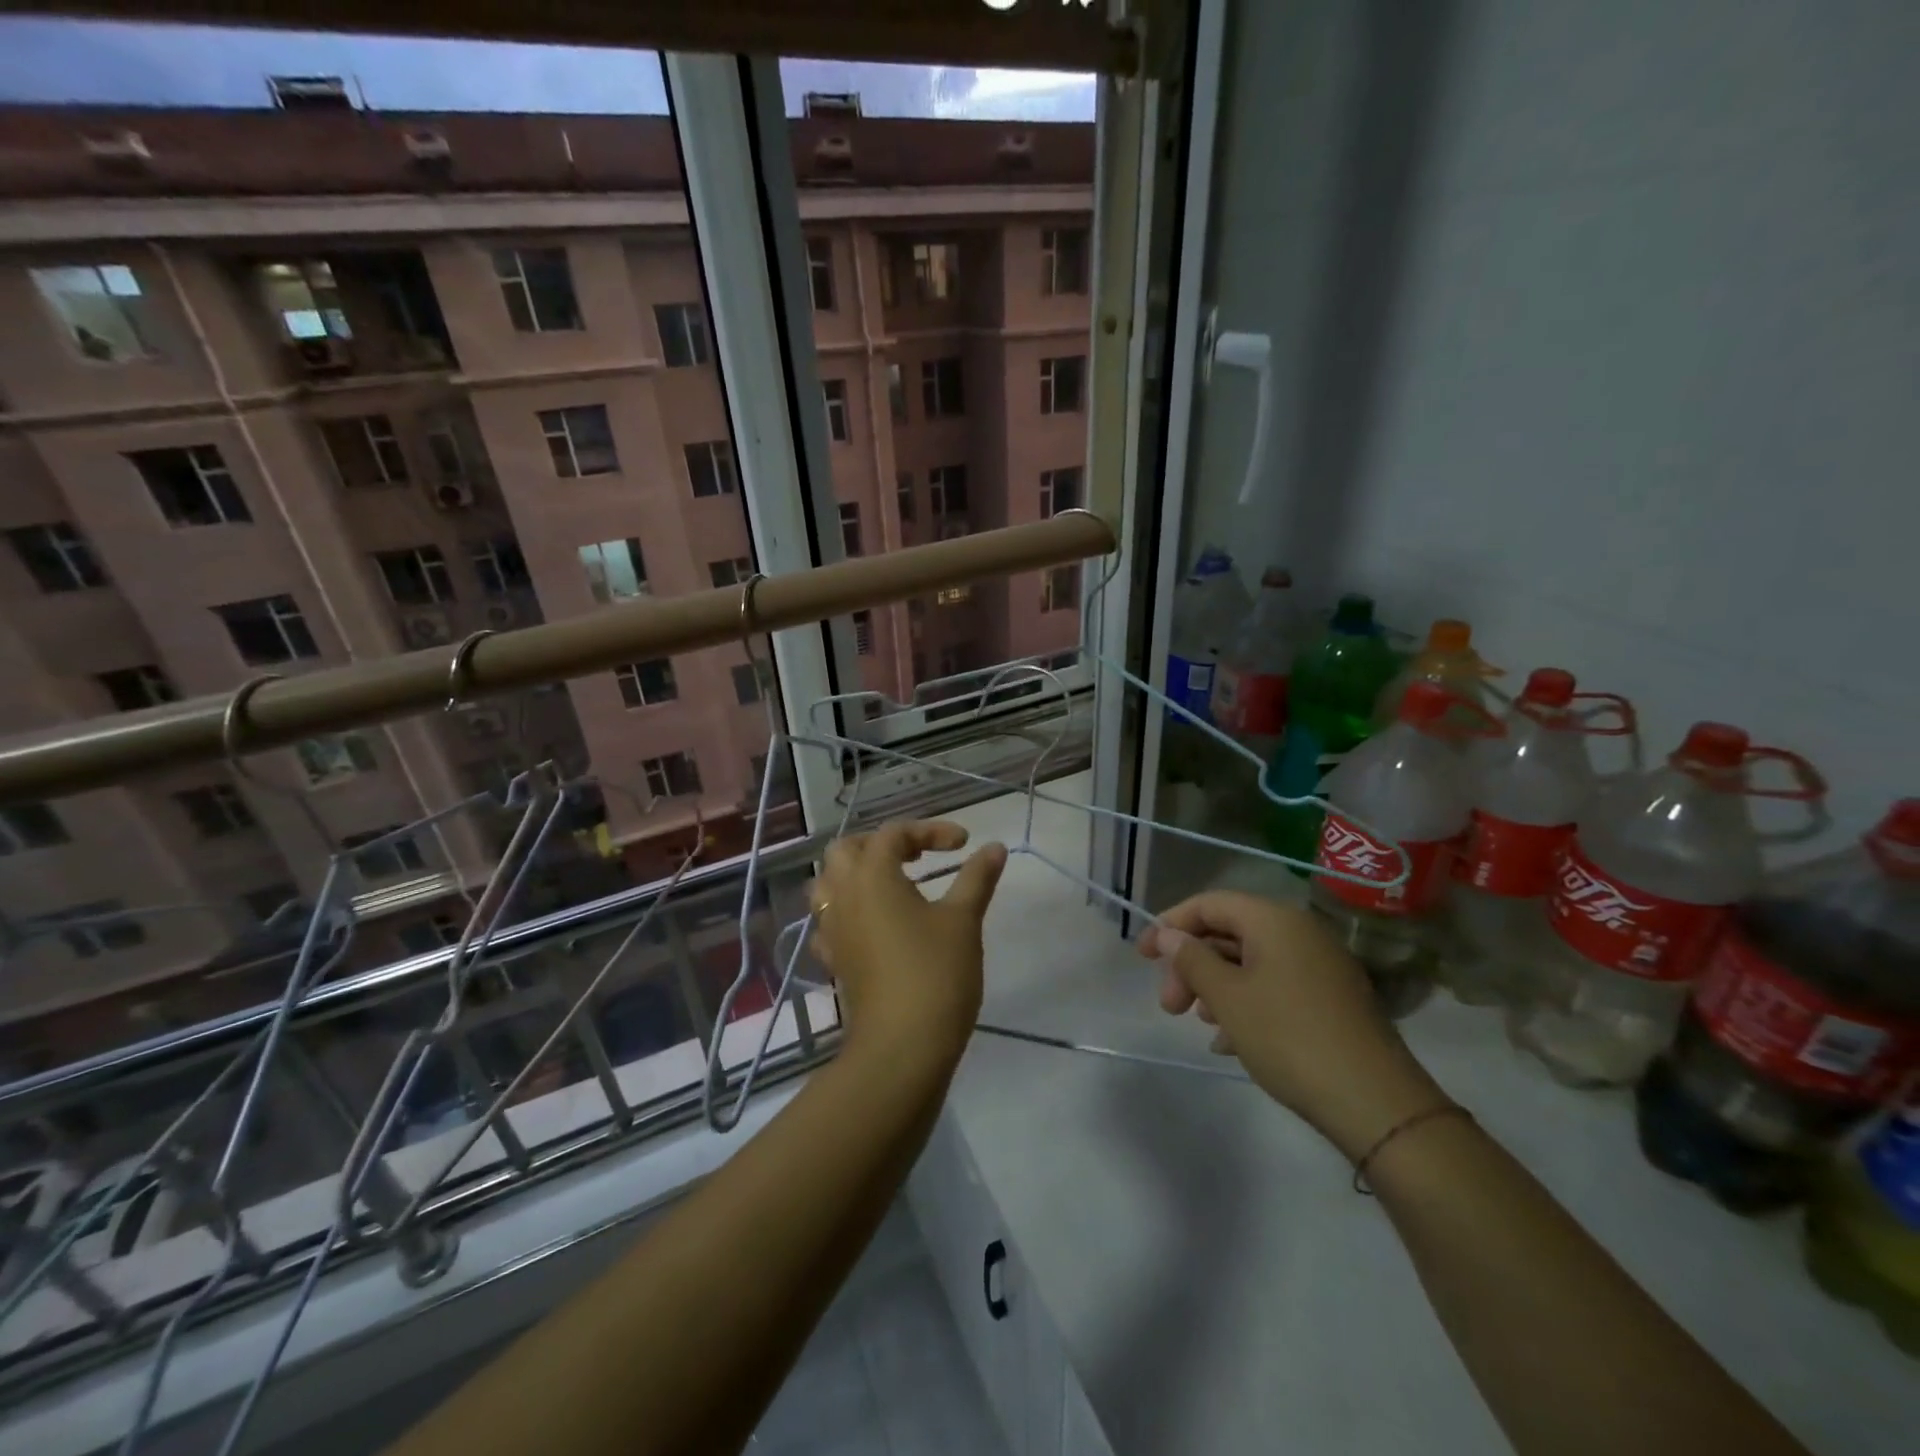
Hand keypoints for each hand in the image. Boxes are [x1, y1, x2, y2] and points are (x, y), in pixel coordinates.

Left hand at [808, 821, 1007, 1063]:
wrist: (902, 1047)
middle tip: (917, 855)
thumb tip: (995, 847)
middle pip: (847, 849)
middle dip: (881, 844)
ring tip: (892, 883)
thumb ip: (977, 878)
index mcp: (872, 876)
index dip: (930, 830)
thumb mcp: (963, 920)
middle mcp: (843, 895)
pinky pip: (830, 920)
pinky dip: (849, 911)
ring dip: (857, 873)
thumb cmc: (935, 973)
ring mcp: (832, 928)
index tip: (964, 844)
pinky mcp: (834, 959)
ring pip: (829, 883)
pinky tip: (874, 924)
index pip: (894, 833)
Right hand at [1138, 892, 1448, 1160]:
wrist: (1375, 1102)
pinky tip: (1231, 1041)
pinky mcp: (1331, 998)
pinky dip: (1246, 1003)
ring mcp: (1320, 965)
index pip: (1209, 904)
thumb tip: (1169, 935)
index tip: (1142, 957)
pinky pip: (1275, 985)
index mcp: (1274, 920)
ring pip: (1251, 962)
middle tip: (1170, 1006)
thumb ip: (1192, 960)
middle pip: (1229, 933)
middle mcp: (1299, 932)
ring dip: (1216, 986)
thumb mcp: (1228, 998)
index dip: (1170, 925)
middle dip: (1192, 965)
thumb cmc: (1289, 1037)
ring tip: (1201, 1024)